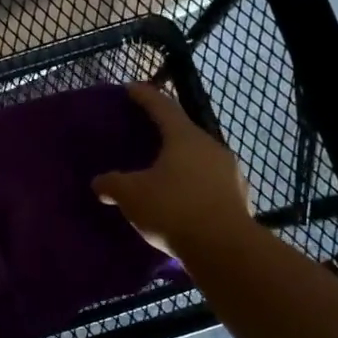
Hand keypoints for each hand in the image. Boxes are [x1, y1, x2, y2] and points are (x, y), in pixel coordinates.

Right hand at [93, 85, 253, 258]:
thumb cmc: (173, 209)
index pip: (162, 106)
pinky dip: (194, 185)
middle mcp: (211, 147)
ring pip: (199, 159)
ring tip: (163, 173)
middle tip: (145, 135)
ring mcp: (230, 172)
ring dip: (181, 162)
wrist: (224, 249)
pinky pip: (210, 183)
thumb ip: (112, 184)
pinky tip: (183, 200)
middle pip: (184, 132)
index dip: (145, 96)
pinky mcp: (238, 198)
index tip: (131, 88)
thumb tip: (99, 182)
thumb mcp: (132, 195)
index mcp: (185, 137)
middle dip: (164, 132)